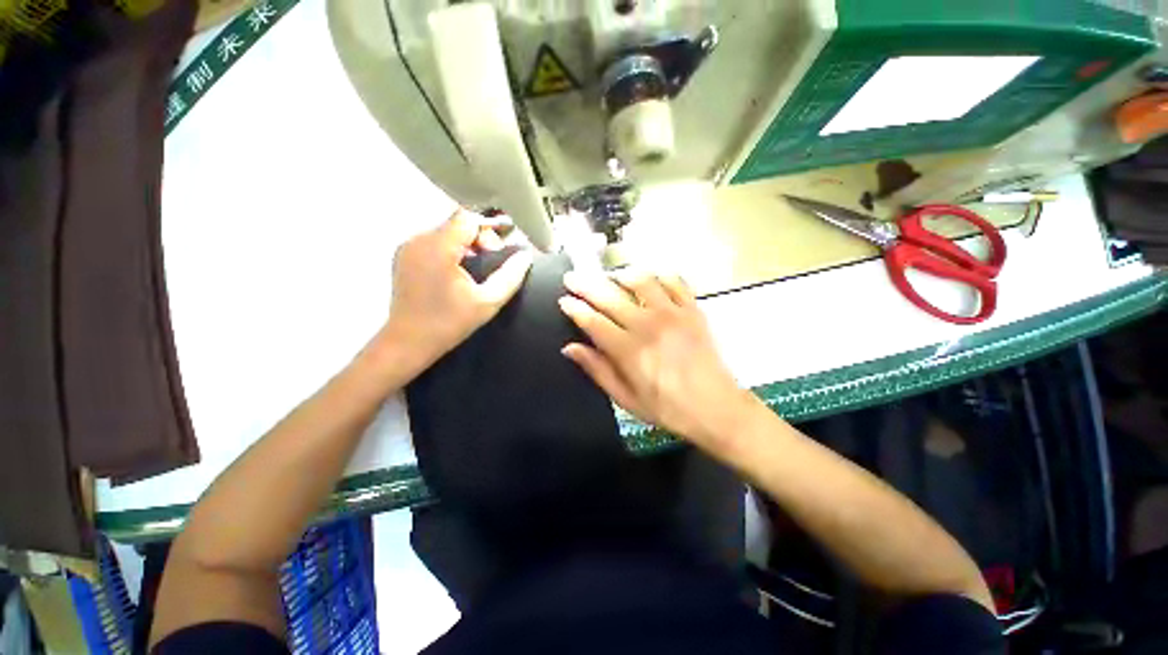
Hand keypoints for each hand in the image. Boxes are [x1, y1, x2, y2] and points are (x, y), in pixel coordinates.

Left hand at [381, 209, 532, 371]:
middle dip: (479, 238)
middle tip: (490, 263)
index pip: (468, 217)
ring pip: (445, 231)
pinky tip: (457, 272)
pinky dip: (450, 250)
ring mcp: (407, 247)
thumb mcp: (488, 302)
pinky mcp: (403, 256)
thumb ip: (511, 276)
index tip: (499, 252)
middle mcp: (418, 240)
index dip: (488, 229)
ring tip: (475, 270)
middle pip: (456, 222)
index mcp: (438, 247)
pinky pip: (433, 241)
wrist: (408, 342)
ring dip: (465, 244)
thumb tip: (525, 255)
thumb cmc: (449, 323)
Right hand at [559, 269, 752, 449]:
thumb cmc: (668, 408)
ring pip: (640, 280)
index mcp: (629, 351)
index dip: (575, 308)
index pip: (593, 321)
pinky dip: (658, 275)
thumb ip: (598, 370)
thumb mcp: (626, 399)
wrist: (717, 408)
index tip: (564, 300)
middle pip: (610, 296)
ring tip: (610, 276)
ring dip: (620, 274)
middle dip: (586, 285)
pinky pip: (673, 281)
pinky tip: (649, 278)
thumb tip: (570, 348)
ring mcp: (673, 313)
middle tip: (572, 278)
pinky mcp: (692, 309)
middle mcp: (648, 325)